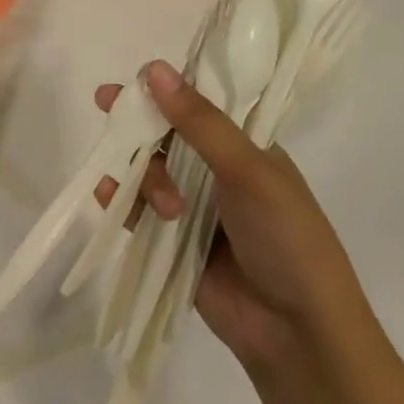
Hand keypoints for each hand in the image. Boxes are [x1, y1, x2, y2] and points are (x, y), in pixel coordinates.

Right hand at [94, 61, 366, 372]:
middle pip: (166, 134)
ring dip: (146, 177)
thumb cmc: (286, 237)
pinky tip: (109, 196)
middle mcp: (217, 171)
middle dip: (140, 123)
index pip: (198, 103)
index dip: (165, 89)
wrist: (298, 335)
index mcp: (244, 146)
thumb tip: (155, 68)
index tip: (133, 80)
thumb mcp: (248, 170)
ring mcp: (194, 208)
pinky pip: (137, 211)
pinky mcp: (173, 244)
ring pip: (150, 170)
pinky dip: (121, 200)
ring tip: (166, 208)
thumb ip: (199, 122)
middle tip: (105, 104)